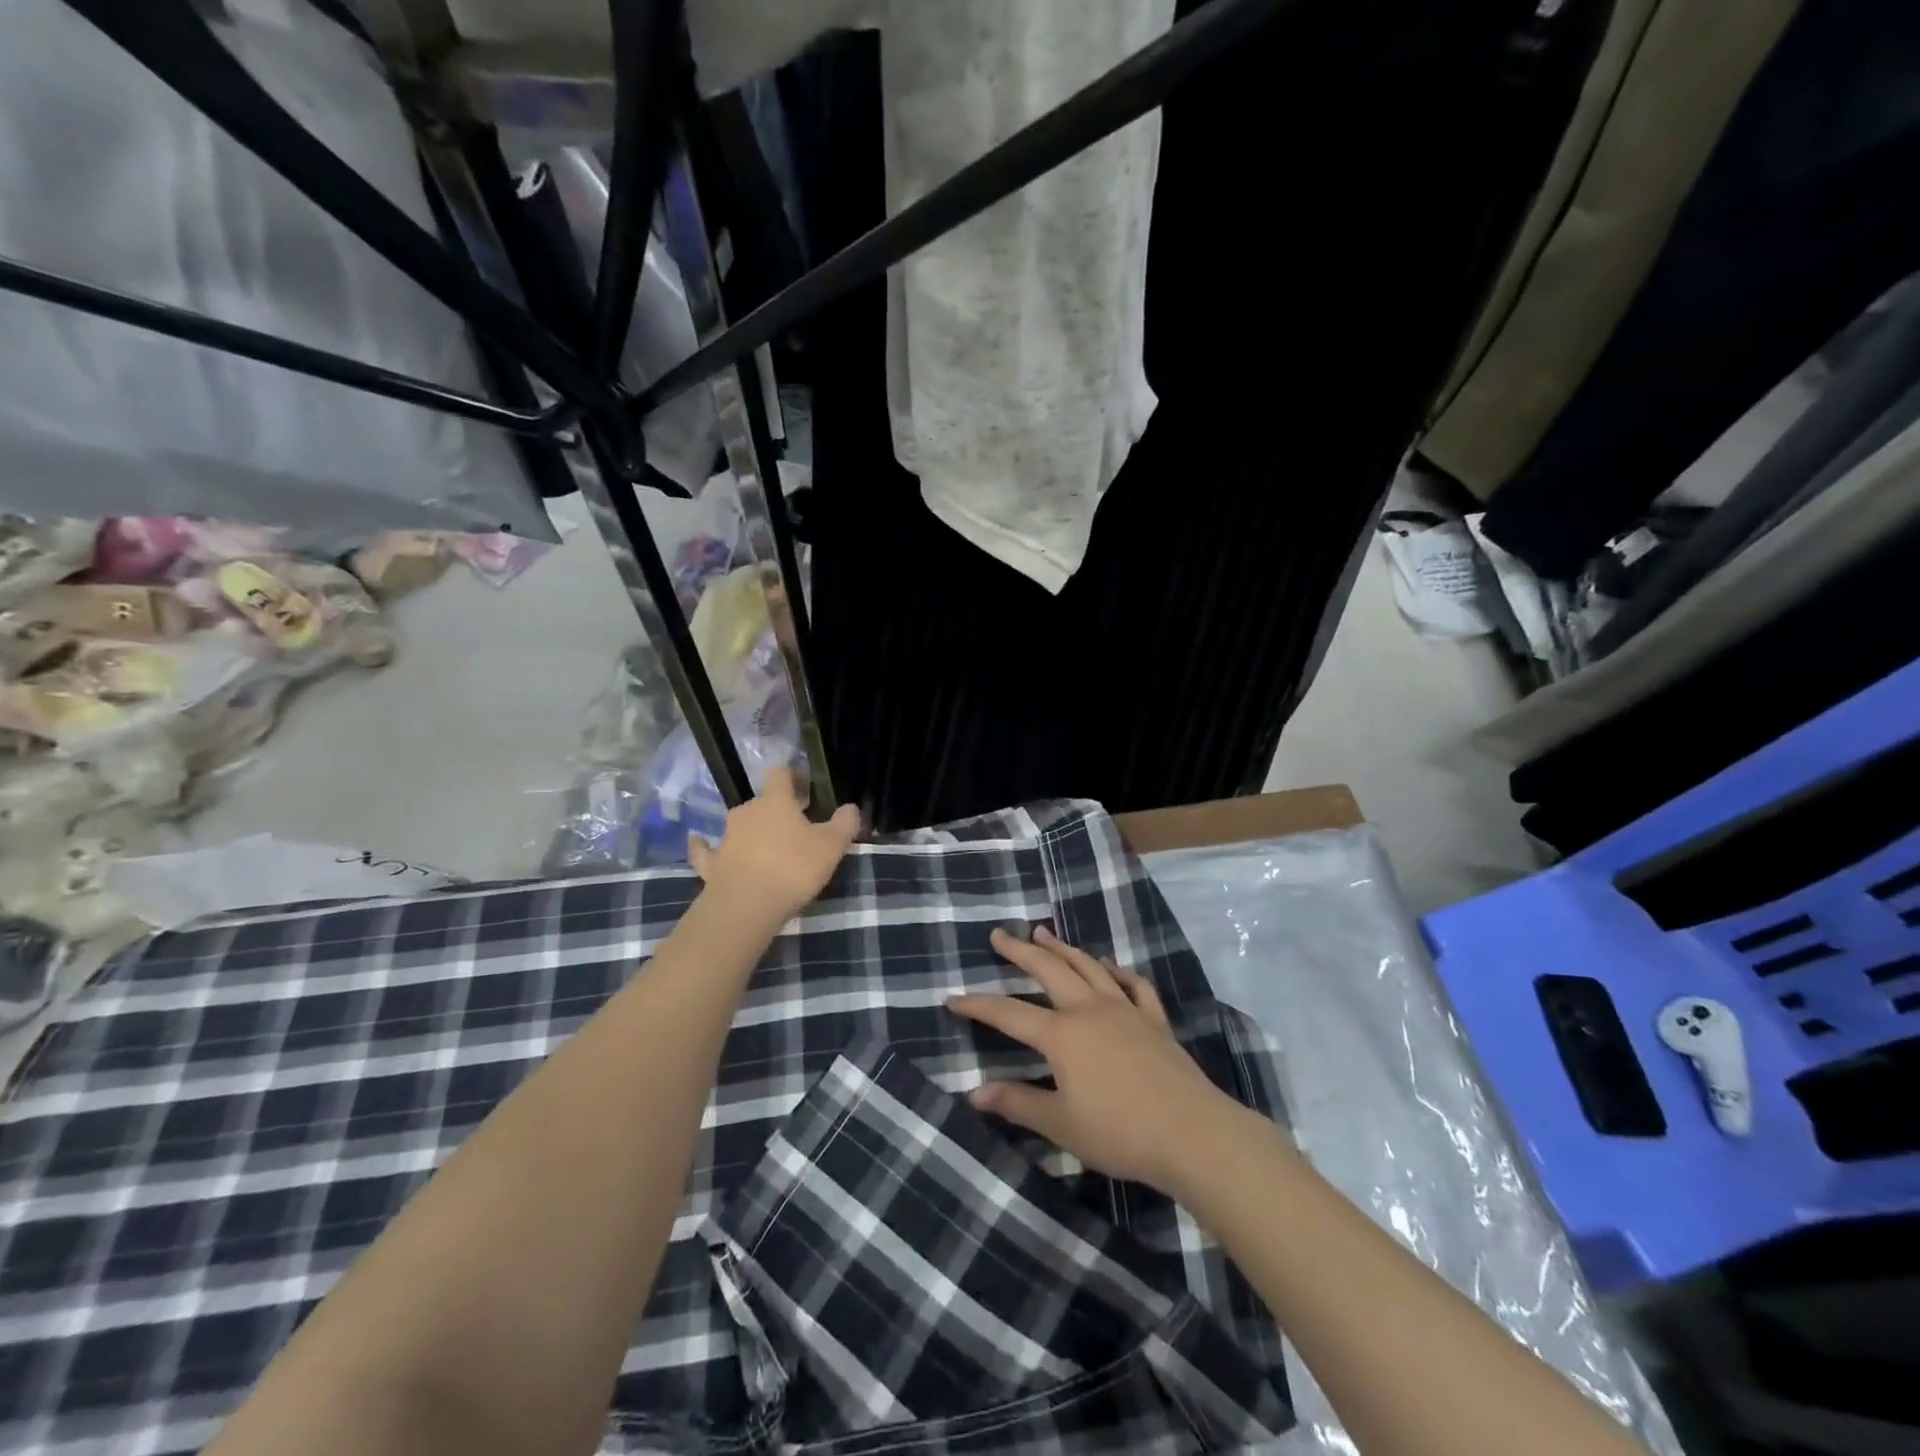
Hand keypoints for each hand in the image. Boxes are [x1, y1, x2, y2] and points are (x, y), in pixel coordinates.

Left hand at [687, 766, 860, 924]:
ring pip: (740, 826)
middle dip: (778, 810)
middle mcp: (746, 812)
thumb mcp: (832, 846)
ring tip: (768, 848)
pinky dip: (706, 847)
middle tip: (796, 827)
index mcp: (775, 801)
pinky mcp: (710, 864)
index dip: (793, 776)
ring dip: (752, 831)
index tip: (806, 787)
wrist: (746, 906)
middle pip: (762, 802)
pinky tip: (700, 844)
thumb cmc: (793, 868)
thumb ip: (844, 823)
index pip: (780, 774)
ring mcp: (725, 838)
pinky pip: (707, 851)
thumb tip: (850, 807)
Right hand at [948, 927, 1243, 1193]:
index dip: (978, 1005)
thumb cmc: (1119, 1132)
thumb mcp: (1060, 1124)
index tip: (952, 997)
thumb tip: (975, 1093)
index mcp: (1062, 1034)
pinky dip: (1116, 970)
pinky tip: (1108, 966)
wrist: (1192, 1133)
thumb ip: (1018, 1104)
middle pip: (1049, 970)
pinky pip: (1133, 984)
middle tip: (1001, 934)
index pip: (1009, 1013)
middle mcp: (1089, 1009)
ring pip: (1088, 967)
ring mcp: (1125, 1009)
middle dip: (1020, 951)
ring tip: (1044, 933)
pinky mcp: (1154, 1020)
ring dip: (1063, 948)